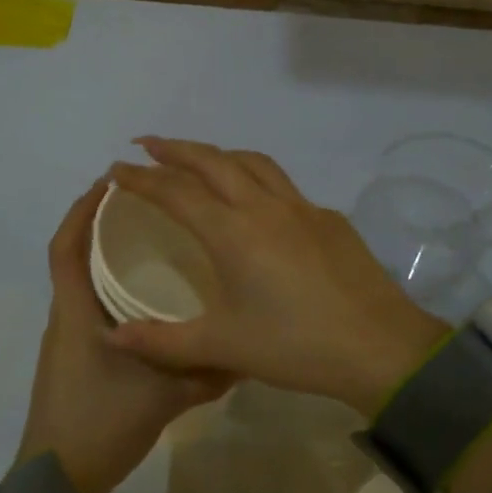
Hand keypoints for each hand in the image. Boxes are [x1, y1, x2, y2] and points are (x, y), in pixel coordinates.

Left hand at [16, 179, 230, 492]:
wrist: (58, 482)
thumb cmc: (101, 424)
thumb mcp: (163, 396)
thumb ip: (206, 372)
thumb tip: (248, 351)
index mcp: (76, 312)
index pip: (66, 248)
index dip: (82, 211)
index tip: (110, 183)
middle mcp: (67, 317)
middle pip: (73, 257)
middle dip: (99, 225)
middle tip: (144, 205)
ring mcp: (68, 339)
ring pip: (81, 282)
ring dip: (105, 256)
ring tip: (150, 241)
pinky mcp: (75, 358)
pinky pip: (89, 306)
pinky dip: (109, 288)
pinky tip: (145, 299)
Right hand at [104, 139, 446, 416]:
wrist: (379, 347)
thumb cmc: (295, 346)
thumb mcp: (222, 346)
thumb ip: (162, 340)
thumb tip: (112, 336)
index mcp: (233, 232)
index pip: (176, 192)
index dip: (143, 178)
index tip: (117, 169)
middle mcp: (264, 207)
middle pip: (213, 161)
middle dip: (176, 149)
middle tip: (147, 145)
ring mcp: (302, 208)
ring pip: (253, 162)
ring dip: (219, 154)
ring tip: (198, 160)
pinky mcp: (329, 218)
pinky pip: (283, 185)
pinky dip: (256, 178)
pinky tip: (256, 203)